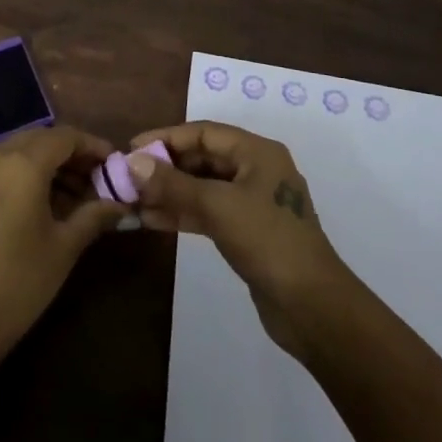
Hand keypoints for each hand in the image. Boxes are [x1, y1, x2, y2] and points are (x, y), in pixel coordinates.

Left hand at [0, 125, 127, 375]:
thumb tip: (121, 204)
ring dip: (48, 163)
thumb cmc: (17, 284)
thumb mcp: (63, 248)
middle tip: (98, 179)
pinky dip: (24, 173)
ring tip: (76, 194)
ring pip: (20, 150)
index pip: (66, 137)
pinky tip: (43, 200)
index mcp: (22, 164)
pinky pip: (0, 166)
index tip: (114, 163)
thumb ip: (94, 215)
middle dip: (71, 154)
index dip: (93, 146)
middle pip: (41, 138)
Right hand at [127, 121, 356, 358]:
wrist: (313, 308)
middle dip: (166, 167)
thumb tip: (133, 162)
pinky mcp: (248, 232)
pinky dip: (183, 213)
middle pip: (202, 158)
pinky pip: (209, 212)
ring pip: (203, 187)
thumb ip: (174, 184)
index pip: (203, 133)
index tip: (131, 148)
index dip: (166, 138)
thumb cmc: (268, 241)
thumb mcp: (217, 206)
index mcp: (257, 152)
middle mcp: (256, 170)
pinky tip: (153, 220)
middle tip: (129, 178)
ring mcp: (253, 202)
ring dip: (170, 192)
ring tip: (134, 201)